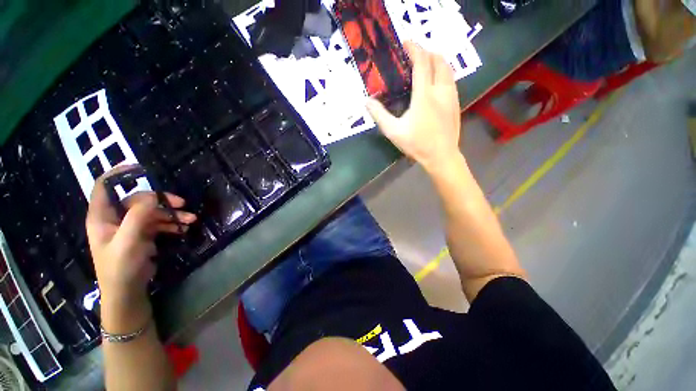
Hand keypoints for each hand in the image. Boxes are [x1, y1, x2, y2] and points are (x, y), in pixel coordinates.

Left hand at [86, 166, 196, 313]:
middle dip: (161, 200)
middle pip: (138, 199)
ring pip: (152, 211)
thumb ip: (138, 217)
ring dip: (172, 214)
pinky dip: (172, 224)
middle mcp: (115, 218)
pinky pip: (159, 223)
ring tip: (191, 220)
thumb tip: (154, 197)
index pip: (104, 186)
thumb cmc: (120, 268)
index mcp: (102, 217)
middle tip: (182, 204)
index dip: (119, 174)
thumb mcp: (128, 242)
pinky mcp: (142, 235)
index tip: (141, 168)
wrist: (128, 292)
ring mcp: (130, 227)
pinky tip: (184, 228)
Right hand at [366, 42, 461, 170]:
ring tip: (425, 64)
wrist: (441, 156)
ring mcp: (451, 96)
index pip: (421, 63)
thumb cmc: (417, 144)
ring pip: (448, 68)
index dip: (414, 49)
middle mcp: (441, 90)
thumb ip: (380, 115)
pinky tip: (435, 81)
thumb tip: (367, 102)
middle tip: (414, 55)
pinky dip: (442, 72)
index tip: (406, 43)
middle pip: (438, 60)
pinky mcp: (456, 102)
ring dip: (436, 61)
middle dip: (427, 52)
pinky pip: (451, 79)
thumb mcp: (394, 132)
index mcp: (424, 95)